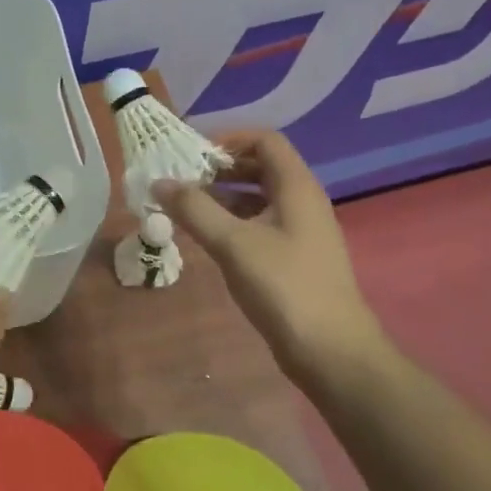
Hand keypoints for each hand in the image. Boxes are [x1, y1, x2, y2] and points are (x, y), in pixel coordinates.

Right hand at [156, 129, 386, 376]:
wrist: (330, 350)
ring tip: (185, 208)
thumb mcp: (233, 243)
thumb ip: (194, 209)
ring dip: (223, 196)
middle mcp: (303, 202)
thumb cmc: (283, 286)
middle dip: (220, 169)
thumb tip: (160, 182)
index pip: (265, 141)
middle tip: (182, 181)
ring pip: (258, 198)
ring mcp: (301, 231)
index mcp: (296, 187)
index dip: (229, 139)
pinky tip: (207, 237)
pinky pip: (260, 224)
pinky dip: (233, 222)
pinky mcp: (294, 257)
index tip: (192, 155)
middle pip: (261, 167)